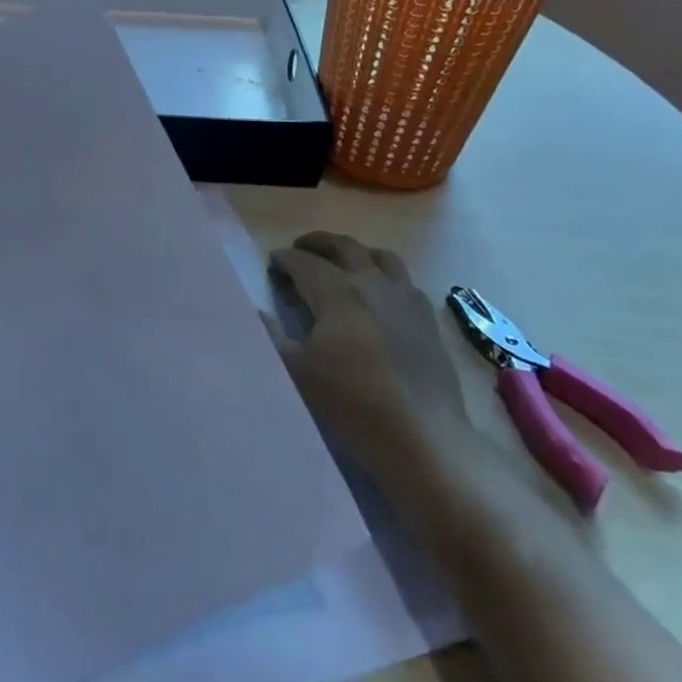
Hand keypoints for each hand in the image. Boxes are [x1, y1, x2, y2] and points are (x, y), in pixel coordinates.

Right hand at [269, 231, 474, 469]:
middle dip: (318, 243)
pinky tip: (379, 298)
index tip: (271, 264)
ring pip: (381, 257)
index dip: (284, 259)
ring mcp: (407, 300)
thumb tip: (252, 308)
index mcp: (338, 291)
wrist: (422, 438)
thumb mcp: (295, 371)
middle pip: (345, 247)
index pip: (304, 262)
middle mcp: (374, 284)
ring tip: (342, 265)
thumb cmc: (350, 401)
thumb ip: (269, 335)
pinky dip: (384, 277)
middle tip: (300, 249)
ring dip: (356, 253)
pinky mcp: (428, 321)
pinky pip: (404, 282)